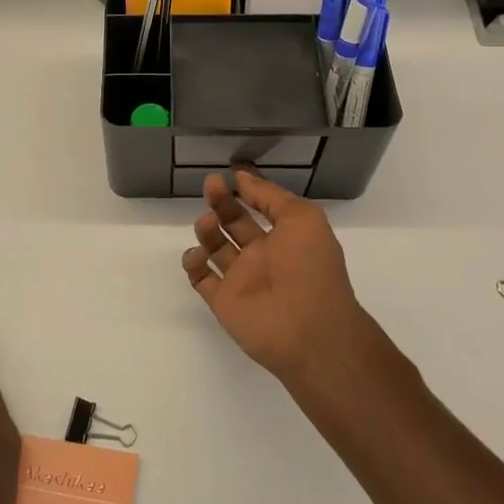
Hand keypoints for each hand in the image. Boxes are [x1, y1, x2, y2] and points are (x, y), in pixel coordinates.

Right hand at [181, 170, 380, 382]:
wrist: (307, 329)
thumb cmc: (310, 268)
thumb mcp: (303, 218)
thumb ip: (270, 196)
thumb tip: (242, 178)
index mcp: (286, 236)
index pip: (262, 207)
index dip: (248, 190)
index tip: (230, 174)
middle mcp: (263, 255)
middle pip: (234, 223)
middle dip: (222, 202)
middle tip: (211, 185)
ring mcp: (241, 279)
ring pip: (215, 248)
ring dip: (207, 230)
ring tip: (207, 223)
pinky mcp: (223, 301)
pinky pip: (201, 279)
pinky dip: (194, 263)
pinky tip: (198, 254)